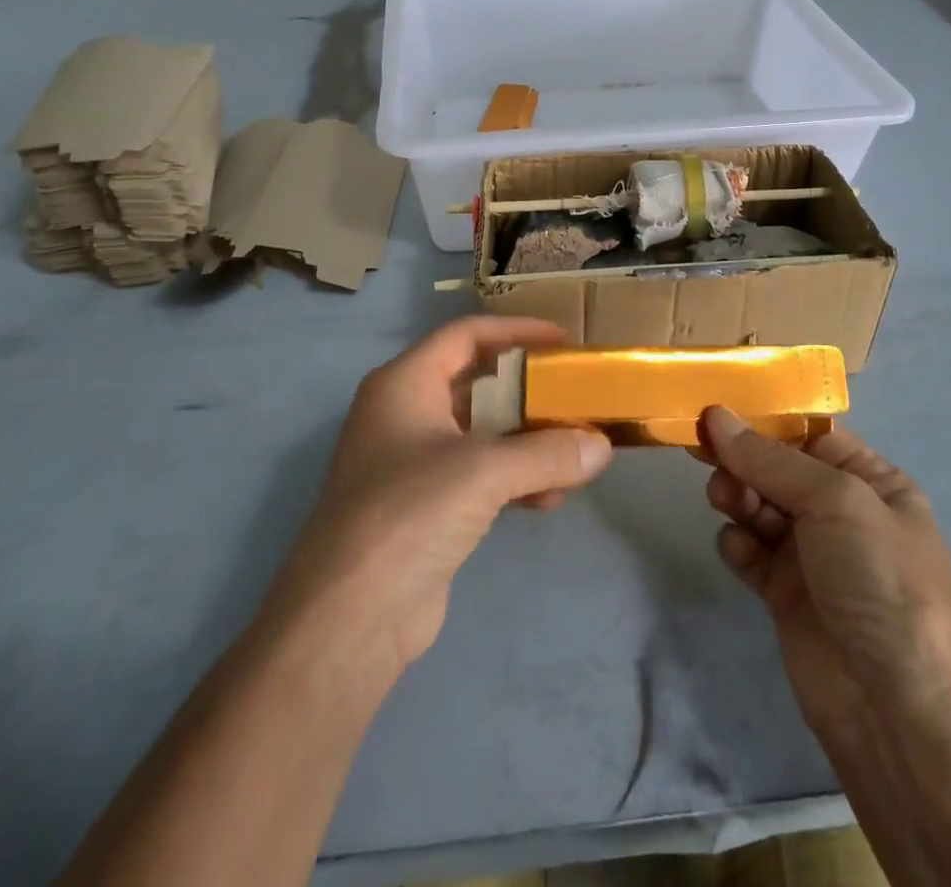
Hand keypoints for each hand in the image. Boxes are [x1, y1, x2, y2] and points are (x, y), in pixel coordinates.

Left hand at [264, 318, 611, 678]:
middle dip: (529, 393)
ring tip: (575, 455)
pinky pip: (480, 476)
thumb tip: (602, 447)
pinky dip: (515, 480)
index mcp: (405, 384)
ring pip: (483, 434)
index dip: (515, 331)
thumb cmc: (409, 514)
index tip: (563, 341)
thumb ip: (547, 453)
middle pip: (478, 384)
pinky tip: (550, 500)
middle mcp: (405, 413)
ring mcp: (413, 462)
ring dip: (528, 442)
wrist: (348, 619)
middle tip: (575, 397)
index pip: (465, 335)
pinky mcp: (425, 507)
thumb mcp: (483, 472)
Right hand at [699, 407, 950, 758]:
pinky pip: (749, 551)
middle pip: (776, 468)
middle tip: (703, 453)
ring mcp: (812, 555)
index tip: (716, 409)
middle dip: (742, 459)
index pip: (809, 434)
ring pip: (758, 505)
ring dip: (736, 496)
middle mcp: (840, 512)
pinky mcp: (784, 594)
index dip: (764, 421)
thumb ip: (770, 459)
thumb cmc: (880, 580)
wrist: (898, 710)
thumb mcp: (836, 501)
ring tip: (724, 501)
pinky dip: (737, 544)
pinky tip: (737, 549)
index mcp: (871, 481)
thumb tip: (716, 416)